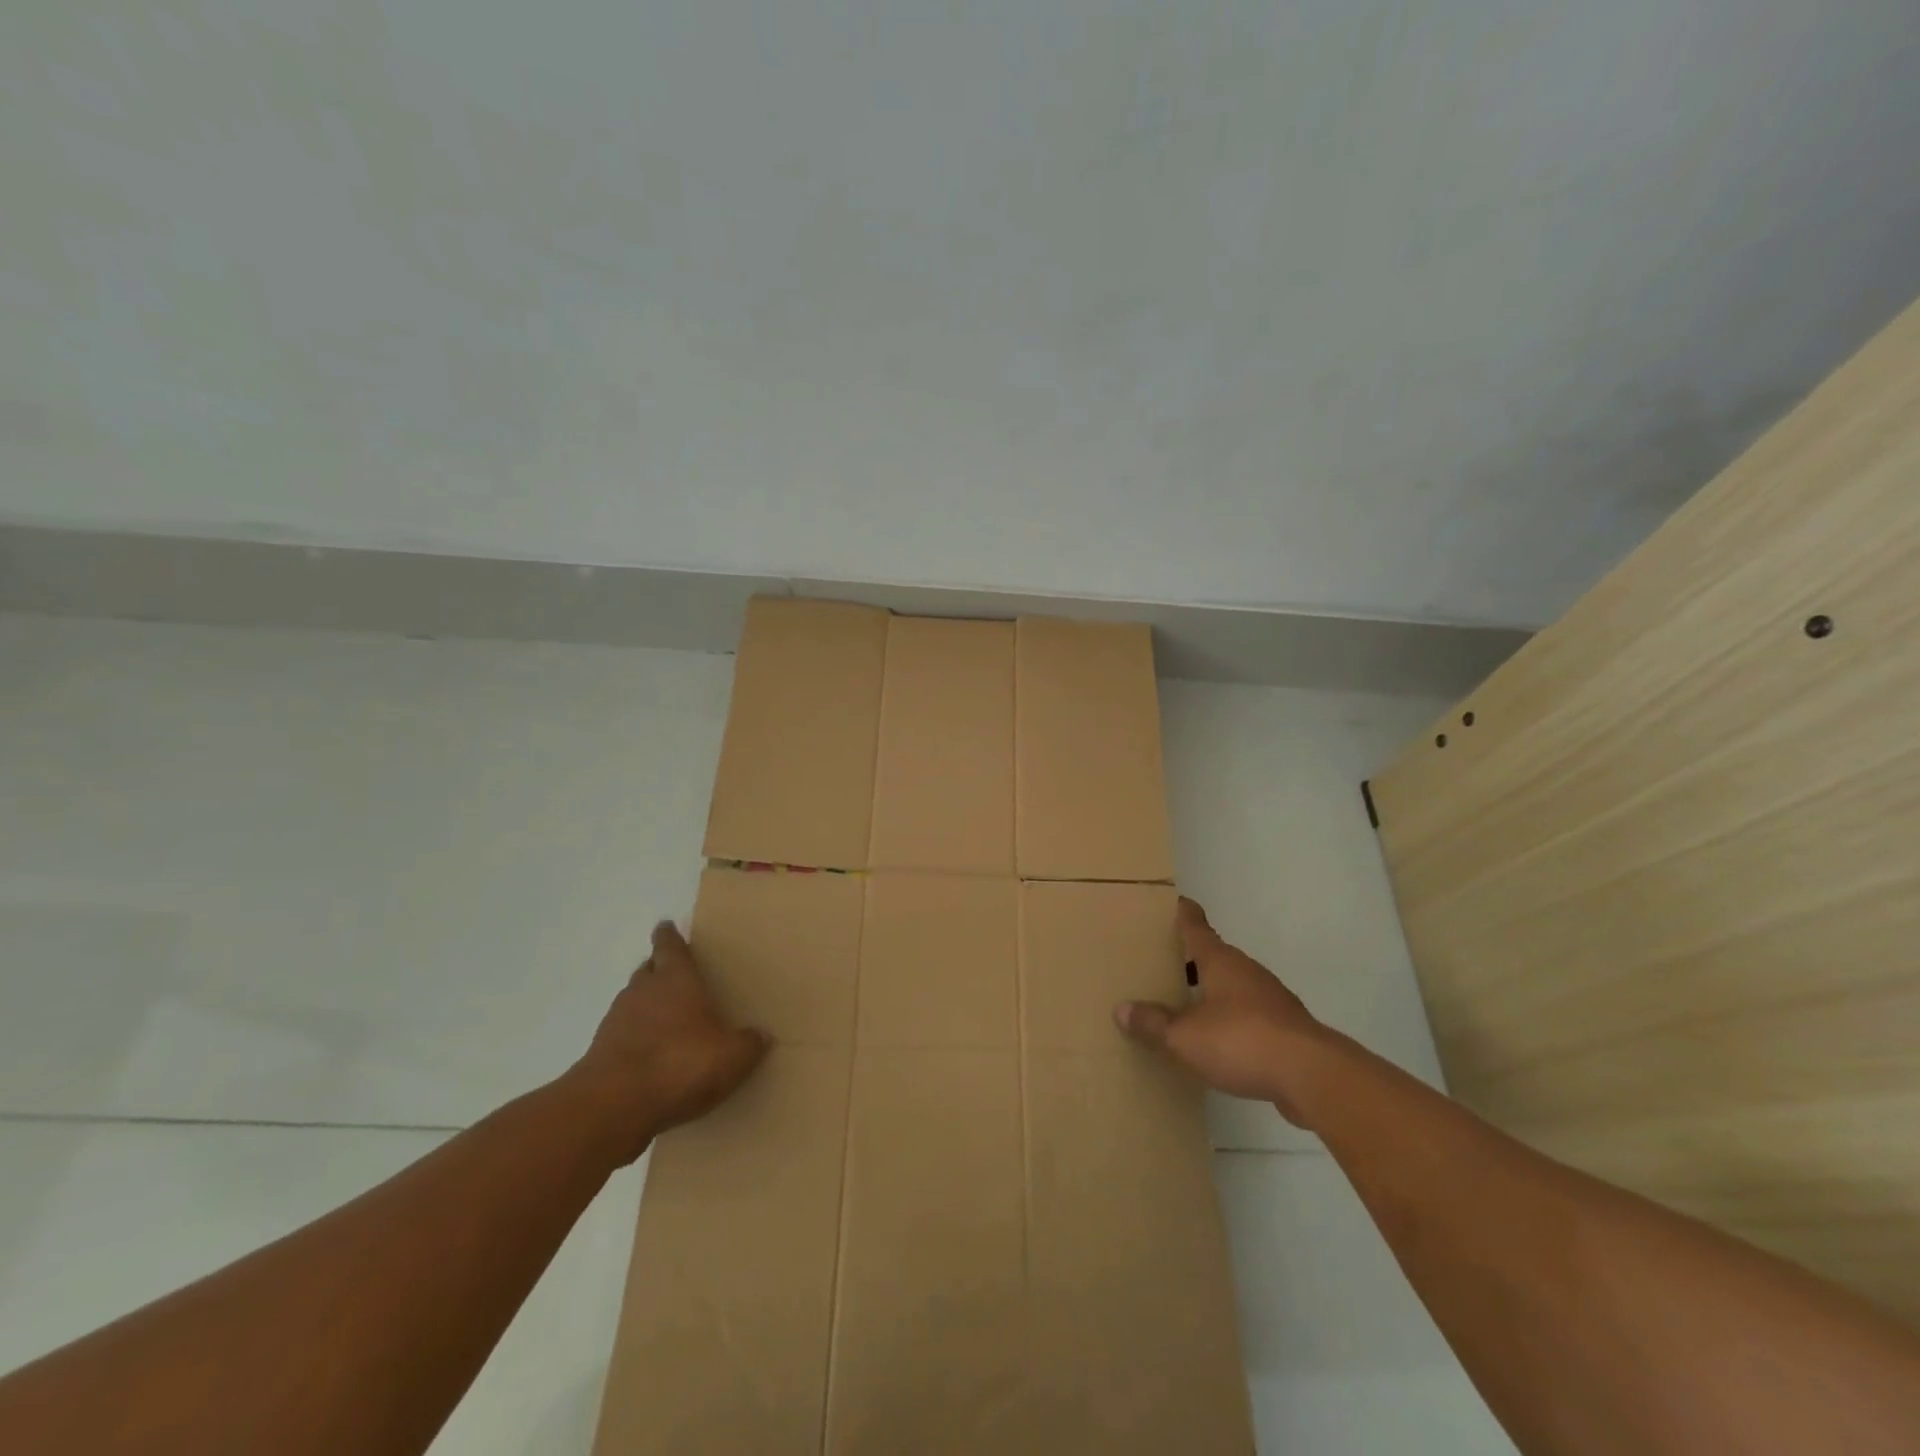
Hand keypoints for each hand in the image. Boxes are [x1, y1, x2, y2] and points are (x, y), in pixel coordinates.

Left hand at [568, 921, 769, 1163]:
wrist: (613, 1106)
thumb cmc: (680, 1064)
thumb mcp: (731, 1057)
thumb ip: (749, 1044)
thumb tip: (762, 1035)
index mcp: (676, 980)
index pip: (670, 947)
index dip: (669, 936)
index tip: (665, 926)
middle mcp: (643, 991)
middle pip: (648, 970)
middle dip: (658, 968)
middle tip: (671, 972)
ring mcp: (616, 1021)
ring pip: (632, 1001)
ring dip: (645, 1005)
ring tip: (664, 1017)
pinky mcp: (600, 1052)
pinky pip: (622, 1034)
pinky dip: (634, 1037)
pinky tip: (649, 1054)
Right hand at [1114, 897, 1325, 1125]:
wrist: (1313, 1076)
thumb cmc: (1242, 1040)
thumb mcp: (1185, 1036)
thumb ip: (1154, 1022)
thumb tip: (1122, 1009)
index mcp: (1220, 961)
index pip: (1196, 926)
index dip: (1182, 913)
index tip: (1172, 901)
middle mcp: (1246, 971)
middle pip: (1214, 956)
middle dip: (1190, 958)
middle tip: (1161, 962)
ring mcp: (1270, 999)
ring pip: (1232, 986)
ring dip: (1210, 991)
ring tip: (1182, 1004)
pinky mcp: (1284, 1029)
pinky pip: (1247, 1015)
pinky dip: (1229, 1020)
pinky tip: (1215, 1040)